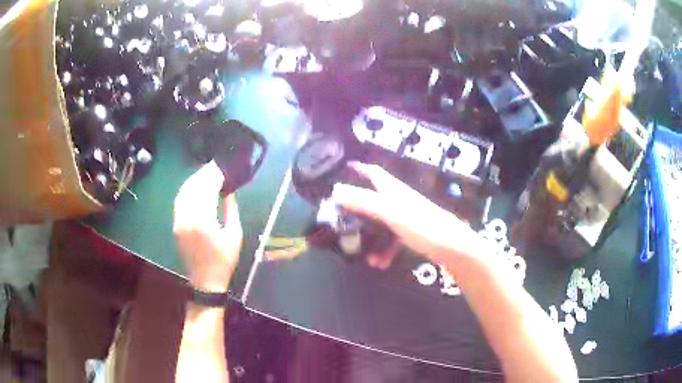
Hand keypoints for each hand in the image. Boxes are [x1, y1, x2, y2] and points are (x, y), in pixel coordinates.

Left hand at [174, 161, 242, 292]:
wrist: (206, 280)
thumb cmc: (224, 260)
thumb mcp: (234, 234)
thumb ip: (230, 209)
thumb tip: (228, 190)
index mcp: (204, 220)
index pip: (207, 188)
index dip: (214, 175)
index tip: (222, 167)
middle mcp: (187, 217)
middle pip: (193, 187)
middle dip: (204, 174)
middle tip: (215, 167)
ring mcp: (179, 221)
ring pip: (183, 192)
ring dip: (194, 180)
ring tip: (206, 174)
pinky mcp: (175, 224)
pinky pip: (179, 201)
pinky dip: (187, 190)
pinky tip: (195, 187)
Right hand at [331, 162, 477, 262]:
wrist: (454, 247)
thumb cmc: (422, 226)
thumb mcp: (390, 213)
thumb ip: (364, 201)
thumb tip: (335, 190)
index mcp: (393, 190)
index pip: (373, 173)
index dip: (358, 170)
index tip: (342, 172)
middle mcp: (399, 200)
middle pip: (373, 200)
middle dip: (356, 212)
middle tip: (340, 222)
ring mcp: (406, 217)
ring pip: (381, 224)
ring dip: (370, 238)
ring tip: (362, 255)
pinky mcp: (413, 233)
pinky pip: (392, 239)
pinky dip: (384, 250)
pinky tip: (380, 263)